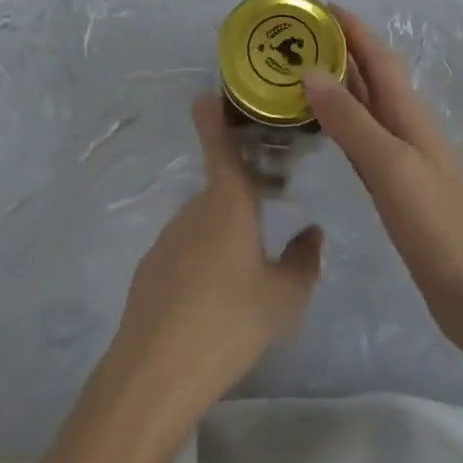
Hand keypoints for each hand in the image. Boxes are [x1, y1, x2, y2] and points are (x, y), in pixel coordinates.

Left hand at [0, 100, 322, 462]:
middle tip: (270, 214)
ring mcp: (168, 237)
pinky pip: (185, 251)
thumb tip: (312, 232)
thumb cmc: (229, 321)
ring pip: (204, 223)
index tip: (205, 92)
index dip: (213, 117)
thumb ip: (303, 262)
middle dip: (243, 195)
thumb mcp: (283, 299)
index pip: (220, 145)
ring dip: (223, 233)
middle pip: (221, 190)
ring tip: (245, 273)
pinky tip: (212, 301)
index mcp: (228, 201)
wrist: (156, 371)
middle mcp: (195, 207)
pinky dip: (201, 261)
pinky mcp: (150, 267)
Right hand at [304, 7, 462, 355]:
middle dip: (339, 51)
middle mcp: (408, 129)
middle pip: (371, 77)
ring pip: (365, 108)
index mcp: (410, 115)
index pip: (378, 57)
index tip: (316, 5)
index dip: (351, 28)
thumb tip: (310, 71)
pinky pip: (363, 142)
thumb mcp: (391, 168)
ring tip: (297, 74)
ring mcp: (405, 161)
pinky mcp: (399, 192)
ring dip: (337, 86)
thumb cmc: (441, 228)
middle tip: (293, 39)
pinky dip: (341, 126)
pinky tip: (323, 131)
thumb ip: (351, 121)